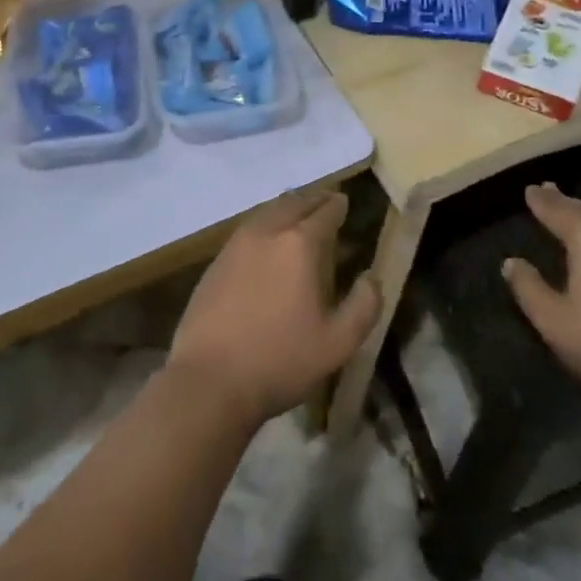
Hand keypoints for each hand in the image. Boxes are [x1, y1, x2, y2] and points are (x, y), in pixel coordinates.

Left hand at [168, 190, 379, 425]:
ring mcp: (237, 243)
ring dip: (288, 207)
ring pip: (268, 211)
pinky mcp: (216, 260)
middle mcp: (268, 232)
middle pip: (295, 202)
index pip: (325, 211)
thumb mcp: (337, 344)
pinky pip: (248, 227)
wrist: (209, 380)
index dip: (338, 205)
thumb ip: (364, 306)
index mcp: (300, 244)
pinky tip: (268, 241)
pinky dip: (265, 223)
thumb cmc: (279, 361)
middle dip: (314, 200)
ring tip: (299, 216)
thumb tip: (371, 277)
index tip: (345, 203)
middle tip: (327, 203)